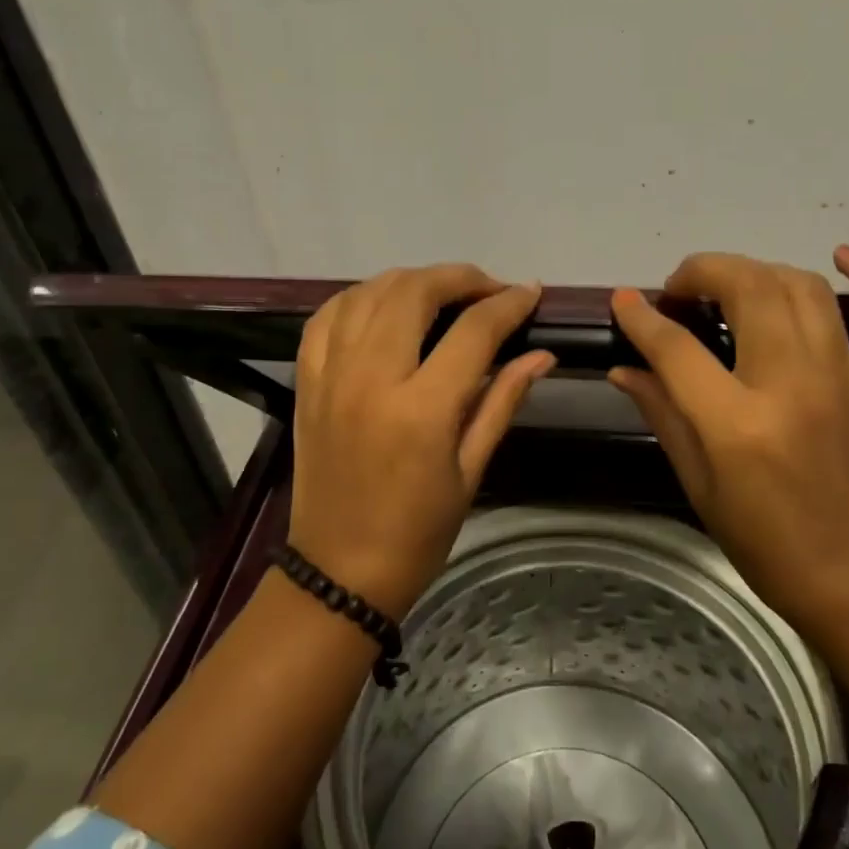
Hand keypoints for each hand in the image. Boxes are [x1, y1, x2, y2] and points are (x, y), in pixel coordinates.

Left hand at [287, 265, 554, 617]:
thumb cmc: (418, 532)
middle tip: (490, 290)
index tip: (531, 293)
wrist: (339, 570)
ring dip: (412, 281)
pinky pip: (327, 317)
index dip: (509, 303)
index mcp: (421, 409)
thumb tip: (542, 354)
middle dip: (460, 278)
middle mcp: (371, 378)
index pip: (473, 331)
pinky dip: (360, 297)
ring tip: (442, 294)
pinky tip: (384, 305)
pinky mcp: (307, 382)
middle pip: (414, 292)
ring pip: (369, 292)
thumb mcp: (470, 470)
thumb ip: (502, 401)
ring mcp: (331, 376)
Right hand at [607, 246, 848, 627]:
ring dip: (759, 271)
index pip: (676, 348)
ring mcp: (847, 378)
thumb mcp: (698, 484)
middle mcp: (793, 384)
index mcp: (737, 423)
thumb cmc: (765, 543)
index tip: (623, 301)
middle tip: (680, 291)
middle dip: (703, 272)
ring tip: (732, 287)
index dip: (641, 318)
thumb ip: (662, 414)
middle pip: (747, 289)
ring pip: (803, 288)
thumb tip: (625, 369)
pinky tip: (844, 257)